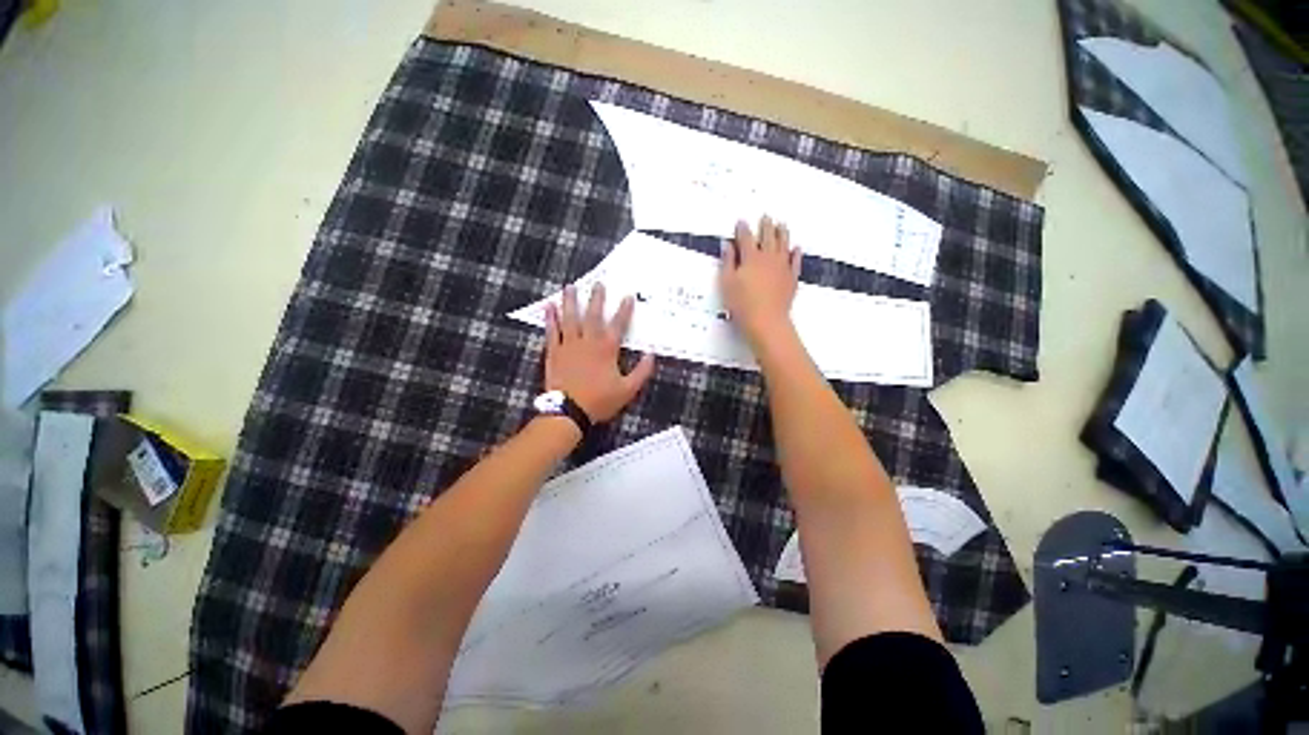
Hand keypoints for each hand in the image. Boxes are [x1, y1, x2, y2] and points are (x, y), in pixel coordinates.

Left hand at [544, 284, 655, 422]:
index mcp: (607, 349)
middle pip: (593, 315)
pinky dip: (550, 318)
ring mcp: (568, 345)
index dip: (624, 310)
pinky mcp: (553, 351)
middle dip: (597, 298)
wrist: (568, 411)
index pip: (618, 324)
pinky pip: (551, 331)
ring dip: (571, 301)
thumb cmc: (599, 401)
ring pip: (570, 318)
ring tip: (570, 287)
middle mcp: (587, 341)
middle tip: (598, 283)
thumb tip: (651, 355)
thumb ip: (642, 371)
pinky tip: (549, 306)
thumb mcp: (627, 390)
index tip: (628, 296)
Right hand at [720, 216, 801, 347]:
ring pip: (783, 244)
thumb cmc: (742, 304)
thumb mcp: (727, 283)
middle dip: (765, 226)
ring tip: (781, 225)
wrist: (766, 321)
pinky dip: (795, 253)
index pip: (745, 238)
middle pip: (767, 237)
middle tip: (765, 217)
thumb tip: (727, 245)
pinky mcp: (791, 279)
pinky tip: (796, 248)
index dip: (742, 229)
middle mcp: (768, 258)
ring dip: (782, 233)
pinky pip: (795, 261)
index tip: (740, 222)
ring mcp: (782, 267)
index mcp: (750, 258)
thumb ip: (727, 262)